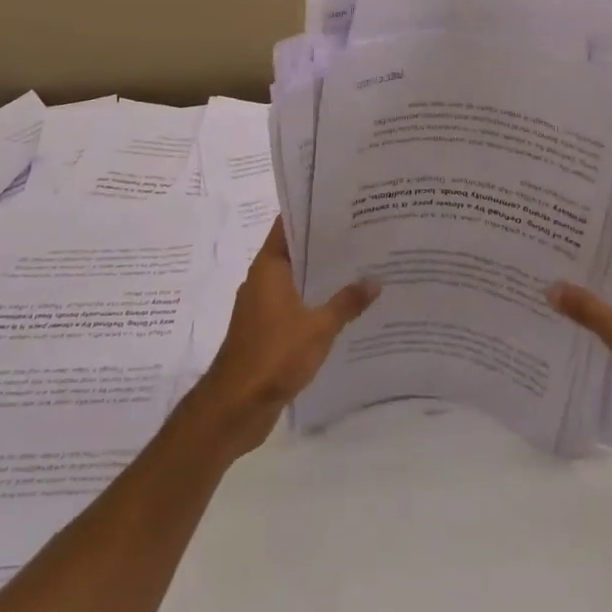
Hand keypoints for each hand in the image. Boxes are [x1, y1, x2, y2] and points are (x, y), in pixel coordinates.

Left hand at [186, 218, 378, 458]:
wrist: (235, 408)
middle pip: (296, 252)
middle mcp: (263, 281)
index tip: (342, 203)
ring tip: (361, 267)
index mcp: (269, 268)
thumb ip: (347, 302)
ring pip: (297, 281)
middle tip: (363, 233)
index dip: (312, 213)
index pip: (289, 226)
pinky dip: (316, 303)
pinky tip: (345, 307)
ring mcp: (263, 308)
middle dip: (326, 245)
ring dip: (323, 276)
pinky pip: (295, 306)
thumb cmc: (274, 355)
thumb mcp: (319, 327)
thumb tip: (376, 279)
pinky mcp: (267, 332)